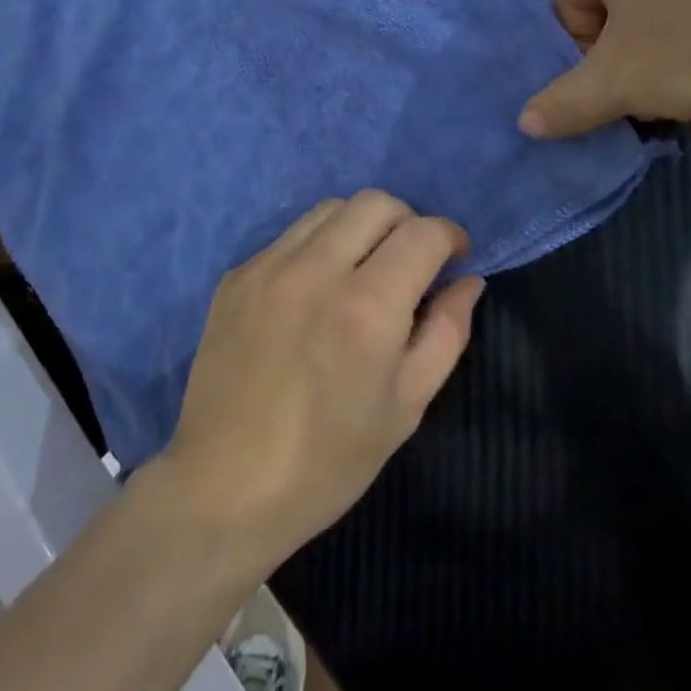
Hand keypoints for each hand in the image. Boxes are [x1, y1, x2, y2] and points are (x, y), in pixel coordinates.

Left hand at [150, 192, 484, 573]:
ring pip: (331, 209)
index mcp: (367, 307)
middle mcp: (317, 269)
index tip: (455, 257)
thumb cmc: (327, 462)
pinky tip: (316, 291)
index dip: (450, 236)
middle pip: (376, 203)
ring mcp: (269, 265)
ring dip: (361, 226)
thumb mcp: (405, 406)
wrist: (223, 487)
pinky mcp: (238, 274)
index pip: (422, 233)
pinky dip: (319, 247)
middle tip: (412, 262)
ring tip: (364, 270)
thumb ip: (446, 333)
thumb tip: (468, 281)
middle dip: (407, 222)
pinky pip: (291, 236)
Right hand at [518, 0, 690, 136]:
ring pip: (664, 6)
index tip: (616, 82)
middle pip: (615, 6)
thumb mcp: (620, 85)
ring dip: (664, 51)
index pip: (567, 3)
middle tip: (650, 92)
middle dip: (624, 54)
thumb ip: (565, 102)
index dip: (582, 52)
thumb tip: (525, 124)